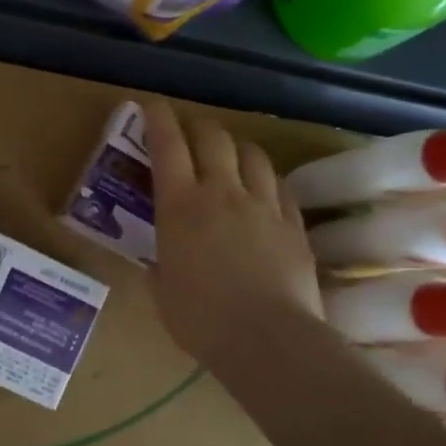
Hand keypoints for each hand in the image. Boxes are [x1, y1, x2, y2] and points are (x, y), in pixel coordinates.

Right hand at [143, 99, 320, 368]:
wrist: (267, 339)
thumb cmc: (201, 320)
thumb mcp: (163, 293)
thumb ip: (160, 268)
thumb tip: (159, 263)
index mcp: (180, 206)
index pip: (167, 145)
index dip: (158, 119)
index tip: (152, 106)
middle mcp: (222, 192)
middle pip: (213, 137)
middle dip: (198, 126)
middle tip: (190, 132)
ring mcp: (263, 204)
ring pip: (252, 154)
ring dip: (236, 148)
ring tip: (229, 158)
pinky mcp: (293, 223)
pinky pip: (279, 185)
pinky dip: (265, 179)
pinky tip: (262, 191)